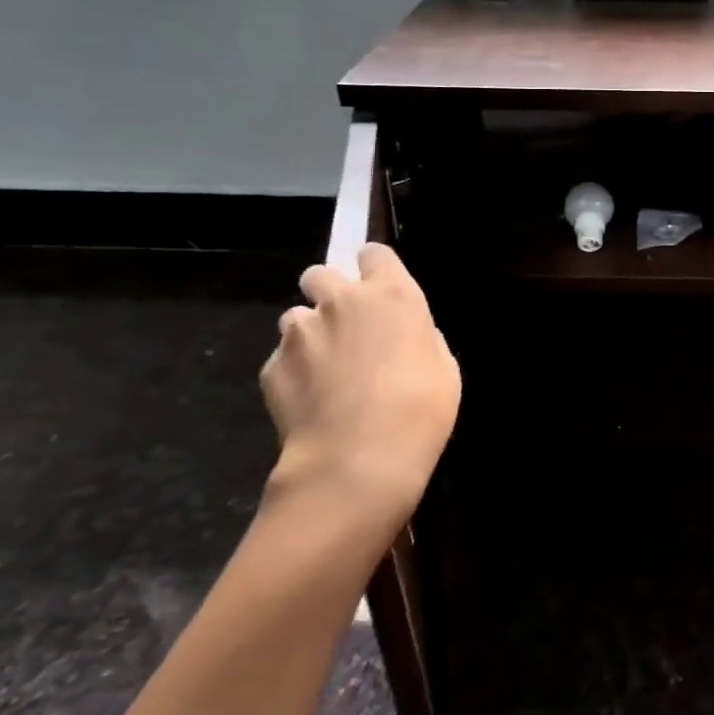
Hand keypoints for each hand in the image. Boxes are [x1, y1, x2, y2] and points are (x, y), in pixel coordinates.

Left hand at [259, 245, 460, 517]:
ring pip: (296, 318)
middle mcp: (341, 301)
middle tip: (344, 327)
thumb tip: (402, 337)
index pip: (373, 253)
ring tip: (325, 374)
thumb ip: (418, 337)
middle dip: (328, 293)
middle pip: (320, 274)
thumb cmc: (421, 409)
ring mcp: (300, 333)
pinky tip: (310, 404)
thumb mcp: (442, 366)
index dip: (374, 269)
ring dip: (309, 335)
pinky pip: (281, 360)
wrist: (358, 462)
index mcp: (391, 294)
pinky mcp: (271, 367)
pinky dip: (293, 374)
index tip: (379, 290)